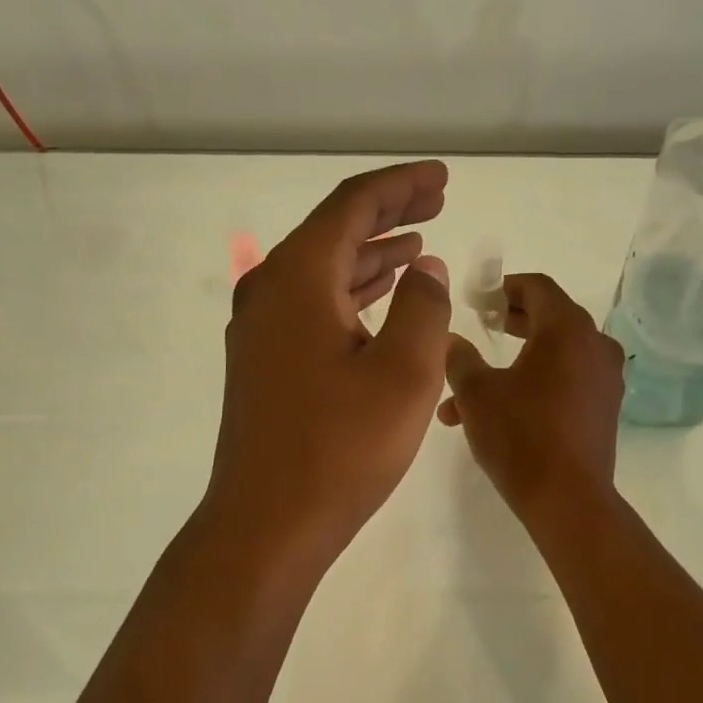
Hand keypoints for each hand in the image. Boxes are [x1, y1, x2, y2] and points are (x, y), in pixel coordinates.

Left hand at [206, 161, 453, 569]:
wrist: (267, 524)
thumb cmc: (341, 446)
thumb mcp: (405, 371)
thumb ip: (424, 307)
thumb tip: (425, 270)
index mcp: (298, 277)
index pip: (353, 205)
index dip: (401, 186)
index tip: (441, 178)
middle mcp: (269, 290)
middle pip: (334, 230)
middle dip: (388, 212)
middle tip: (436, 201)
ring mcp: (261, 328)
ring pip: (322, 269)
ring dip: (371, 254)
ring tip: (417, 245)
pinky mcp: (264, 362)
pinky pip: (313, 304)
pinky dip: (351, 292)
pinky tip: (382, 299)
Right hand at [437, 272, 625, 520]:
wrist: (567, 500)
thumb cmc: (520, 435)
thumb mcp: (476, 392)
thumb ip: (459, 357)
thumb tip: (451, 340)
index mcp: (567, 329)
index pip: (538, 287)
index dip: (505, 287)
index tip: (479, 299)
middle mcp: (594, 346)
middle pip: (550, 317)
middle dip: (511, 321)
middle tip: (481, 326)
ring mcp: (604, 379)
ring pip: (554, 355)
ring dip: (515, 362)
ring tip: (470, 389)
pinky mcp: (604, 409)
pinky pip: (566, 381)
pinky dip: (534, 384)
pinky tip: (498, 412)